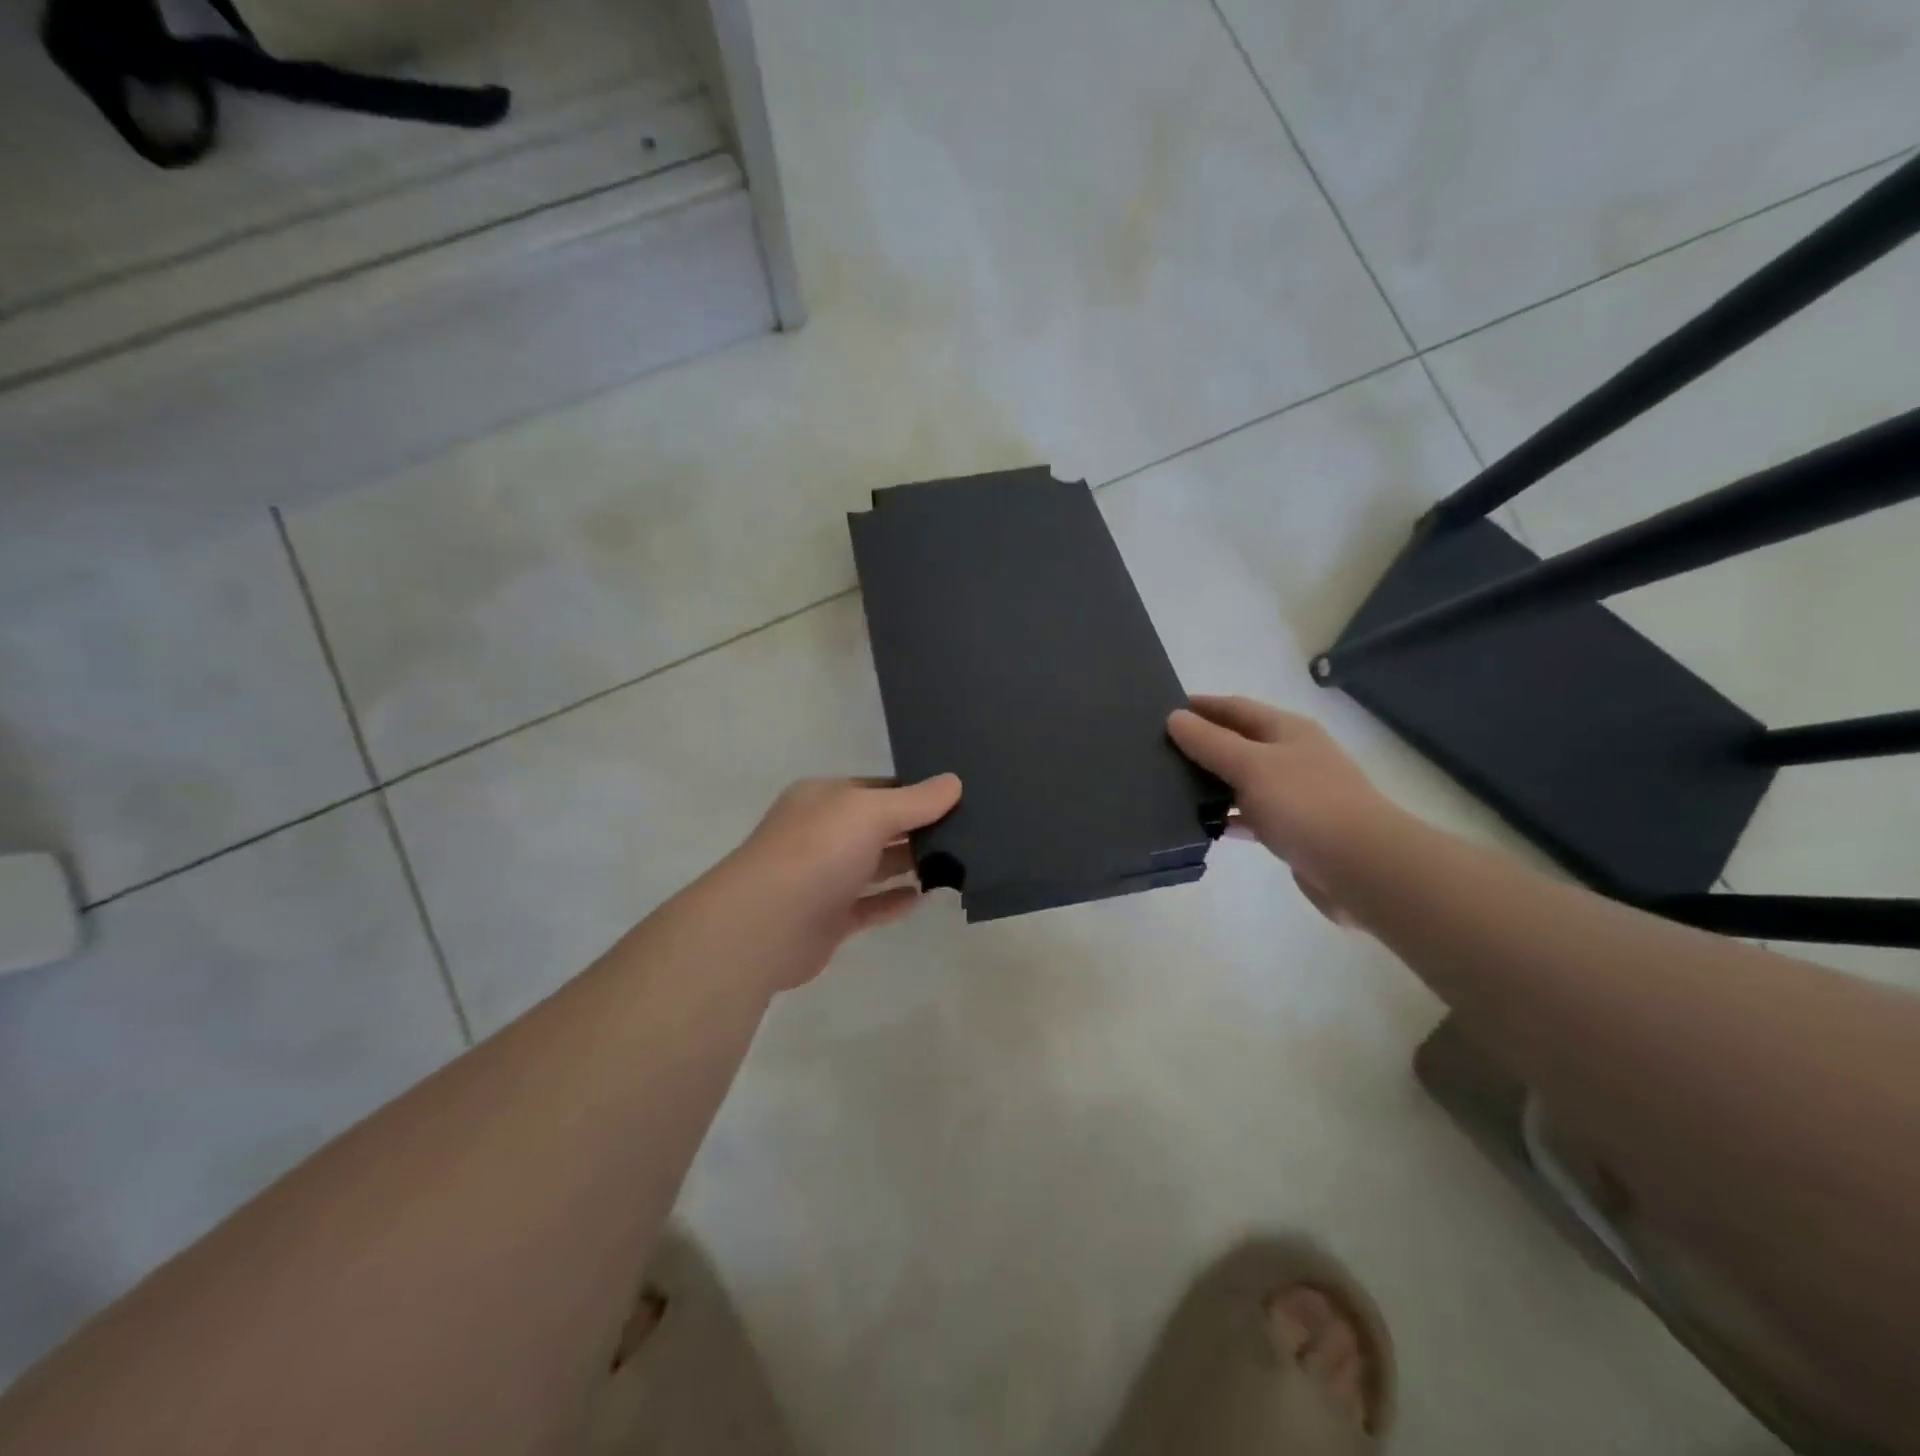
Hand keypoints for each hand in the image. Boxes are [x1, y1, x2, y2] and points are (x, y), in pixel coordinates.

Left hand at [712, 774, 962, 990]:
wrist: (766, 925)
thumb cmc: (818, 852)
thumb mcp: (871, 812)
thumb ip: (915, 801)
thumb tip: (954, 782)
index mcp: (824, 799)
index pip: (877, 788)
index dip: (914, 792)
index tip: (956, 799)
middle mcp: (822, 833)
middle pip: (878, 827)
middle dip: (916, 829)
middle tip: (966, 832)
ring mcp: (823, 877)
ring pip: (874, 866)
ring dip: (908, 865)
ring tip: (953, 864)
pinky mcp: (828, 918)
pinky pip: (868, 906)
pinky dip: (893, 901)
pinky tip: (922, 899)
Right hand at [1168, 696, 1398, 924]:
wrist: (1362, 867)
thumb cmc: (1306, 804)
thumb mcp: (1251, 766)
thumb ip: (1210, 743)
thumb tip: (1174, 718)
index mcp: (1287, 730)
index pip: (1236, 708)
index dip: (1203, 706)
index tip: (1164, 710)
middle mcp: (1292, 757)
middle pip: (1239, 743)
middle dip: (1202, 745)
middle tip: (1158, 752)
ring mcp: (1294, 794)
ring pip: (1242, 781)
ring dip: (1212, 783)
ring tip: (1170, 788)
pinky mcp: (1292, 829)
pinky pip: (1251, 815)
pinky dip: (1228, 817)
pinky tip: (1204, 825)